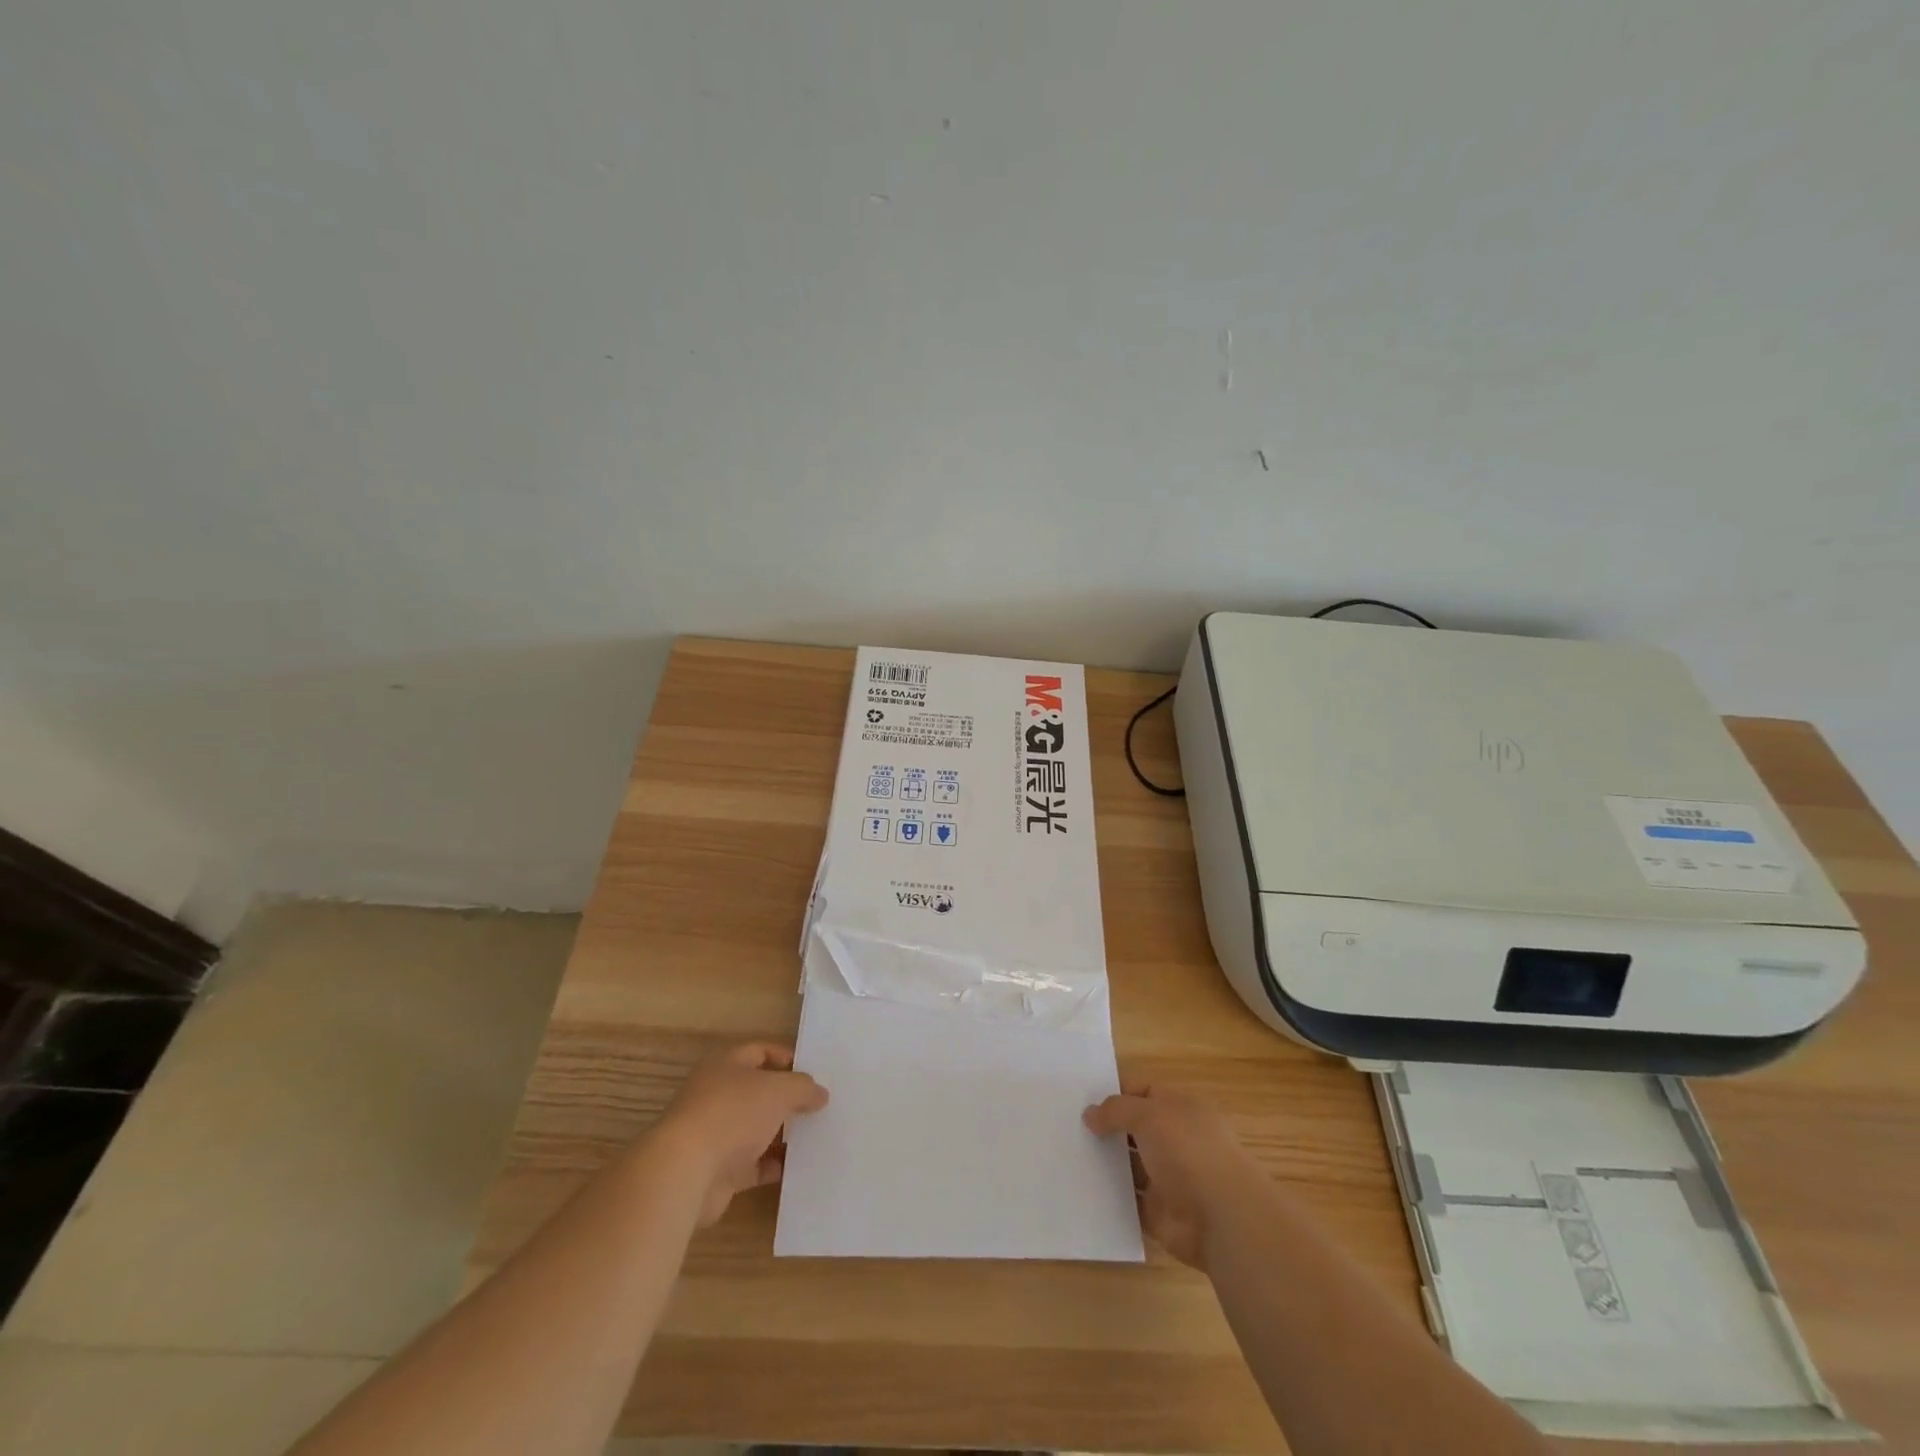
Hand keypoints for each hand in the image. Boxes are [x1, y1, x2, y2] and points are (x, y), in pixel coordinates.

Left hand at [652, 1043, 828, 1225]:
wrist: (686, 1172)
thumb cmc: (733, 1113)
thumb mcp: (778, 1090)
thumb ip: (803, 1088)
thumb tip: (820, 1093)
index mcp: (725, 1066)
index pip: (759, 1052)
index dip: (786, 1057)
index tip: (813, 1071)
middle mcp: (717, 1095)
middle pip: (758, 1092)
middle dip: (787, 1098)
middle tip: (819, 1104)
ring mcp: (716, 1134)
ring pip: (756, 1129)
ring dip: (782, 1133)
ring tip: (816, 1134)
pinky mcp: (718, 1171)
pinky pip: (753, 1165)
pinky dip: (773, 1166)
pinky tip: (798, 1167)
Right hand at [1084, 1081, 1259, 1269]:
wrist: (1222, 1219)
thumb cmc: (1188, 1152)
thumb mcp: (1149, 1114)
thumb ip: (1116, 1110)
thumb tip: (1089, 1115)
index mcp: (1180, 1108)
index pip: (1142, 1091)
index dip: (1114, 1094)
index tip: (1081, 1101)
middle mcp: (1176, 1139)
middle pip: (1134, 1129)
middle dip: (1106, 1129)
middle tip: (1069, 1128)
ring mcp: (1169, 1177)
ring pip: (1130, 1165)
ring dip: (1106, 1163)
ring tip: (1067, 1156)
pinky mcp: (1161, 1212)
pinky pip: (1130, 1201)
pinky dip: (1110, 1197)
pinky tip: (1082, 1189)